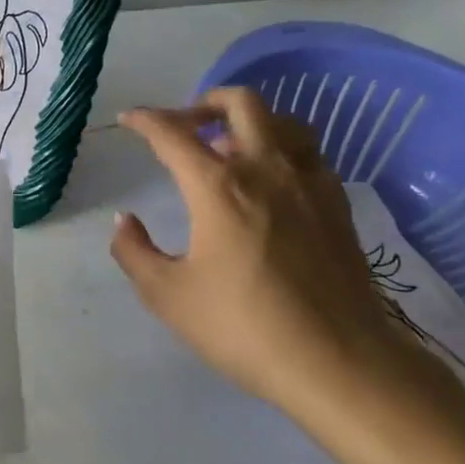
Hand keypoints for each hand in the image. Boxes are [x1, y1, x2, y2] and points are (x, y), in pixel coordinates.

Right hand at [110, 88, 401, 407]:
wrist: (339, 361)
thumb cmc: (242, 326)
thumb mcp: (167, 295)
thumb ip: (134, 251)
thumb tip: (125, 221)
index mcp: (218, 186)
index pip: (172, 134)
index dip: (145, 121)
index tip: (128, 120)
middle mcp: (266, 169)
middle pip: (240, 103)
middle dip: (204, 102)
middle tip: (184, 125)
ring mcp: (310, 183)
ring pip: (284, 122)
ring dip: (249, 122)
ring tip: (228, 149)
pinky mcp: (338, 206)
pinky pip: (308, 154)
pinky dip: (281, 150)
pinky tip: (270, 182)